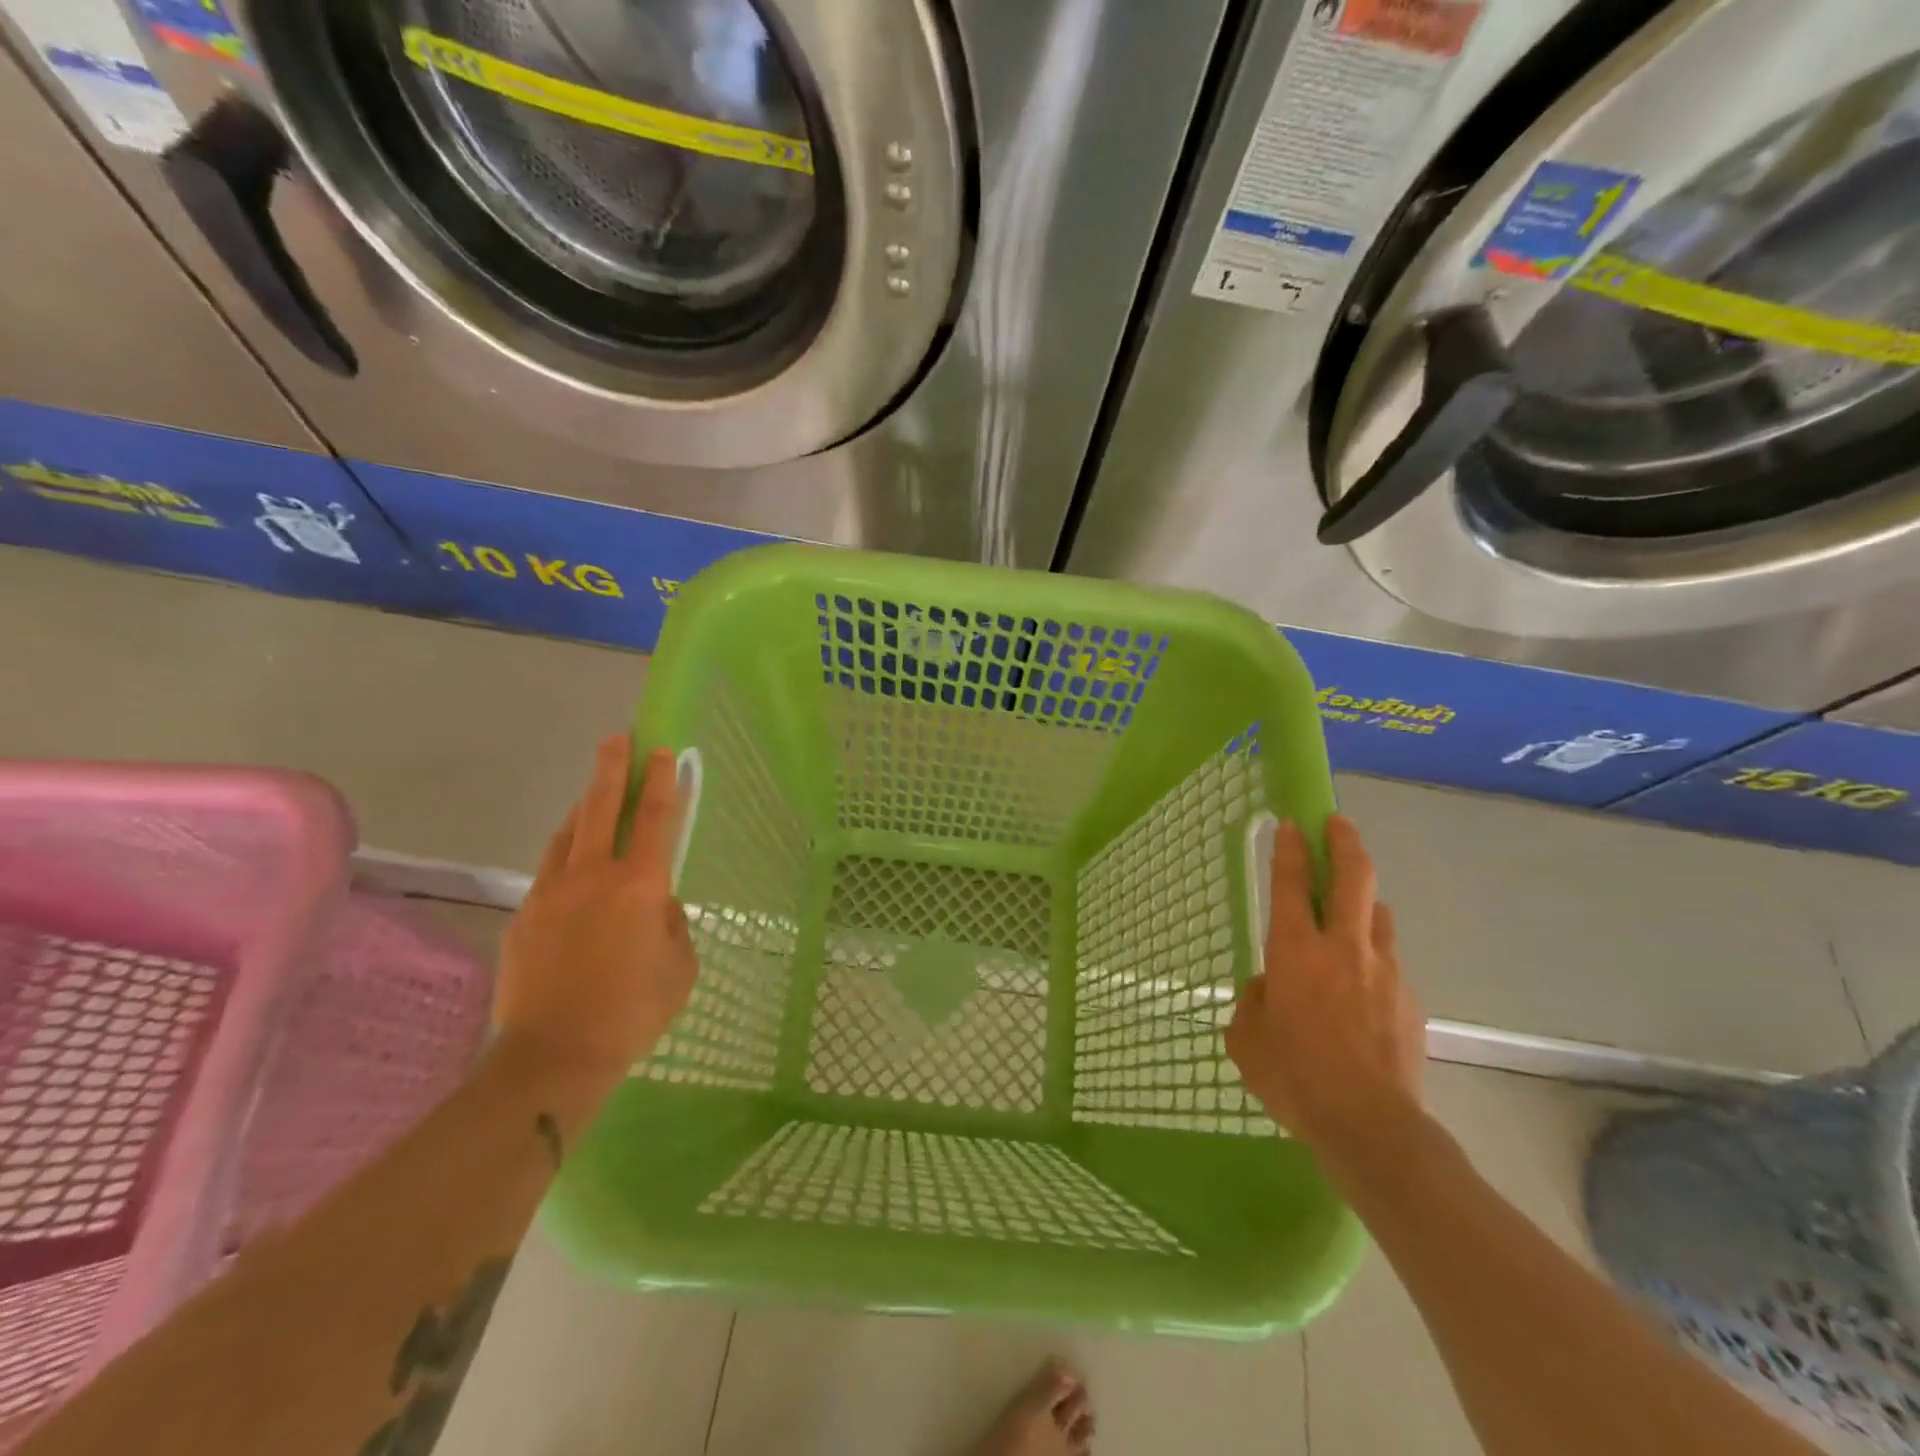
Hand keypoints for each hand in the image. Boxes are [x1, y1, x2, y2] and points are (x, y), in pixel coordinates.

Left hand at [495, 736, 697, 1088]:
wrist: (555, 1054)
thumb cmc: (634, 1011)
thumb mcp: (680, 966)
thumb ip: (672, 923)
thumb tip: (655, 905)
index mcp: (641, 885)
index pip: (654, 818)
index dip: (662, 781)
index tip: (663, 752)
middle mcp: (595, 875)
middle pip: (601, 807)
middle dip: (612, 768)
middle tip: (617, 738)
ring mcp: (552, 892)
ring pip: (567, 833)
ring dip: (583, 806)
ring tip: (593, 792)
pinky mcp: (525, 915)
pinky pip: (549, 870)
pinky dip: (564, 853)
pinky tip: (571, 861)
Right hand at [1225, 814, 1424, 1163]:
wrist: (1370, 1126)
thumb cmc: (1294, 1078)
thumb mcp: (1246, 1039)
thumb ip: (1253, 1001)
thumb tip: (1269, 988)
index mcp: (1294, 952)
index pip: (1290, 884)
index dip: (1290, 849)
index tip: (1292, 822)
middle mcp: (1343, 948)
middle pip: (1353, 877)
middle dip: (1344, 842)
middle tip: (1338, 823)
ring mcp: (1384, 971)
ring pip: (1379, 915)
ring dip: (1364, 902)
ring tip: (1352, 910)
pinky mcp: (1409, 999)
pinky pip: (1389, 962)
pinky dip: (1374, 958)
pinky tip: (1362, 989)